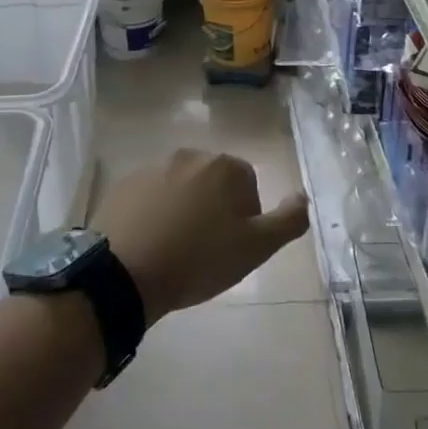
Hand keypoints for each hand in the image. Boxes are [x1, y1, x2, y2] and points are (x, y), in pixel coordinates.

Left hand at [94, 150, 309, 323]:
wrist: (124, 272)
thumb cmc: (198, 259)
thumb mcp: (256, 248)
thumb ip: (288, 220)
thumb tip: (304, 196)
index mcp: (225, 167)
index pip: (248, 185)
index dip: (245, 218)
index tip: (232, 247)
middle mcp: (189, 156)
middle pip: (214, 183)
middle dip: (214, 210)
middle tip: (206, 250)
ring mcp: (153, 168)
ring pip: (181, 189)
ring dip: (184, 210)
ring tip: (175, 249)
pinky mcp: (124, 185)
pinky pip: (150, 197)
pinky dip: (154, 214)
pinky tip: (149, 244)